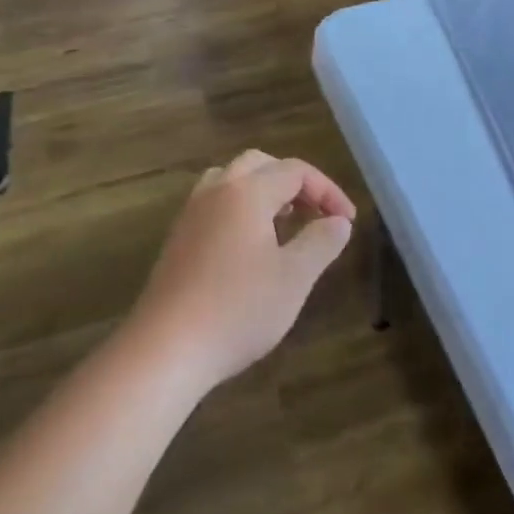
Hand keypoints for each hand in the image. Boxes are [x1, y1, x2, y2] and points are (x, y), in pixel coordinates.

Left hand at [130, 150, 355, 388]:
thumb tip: (339, 221)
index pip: (295, 171)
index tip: (347, 221)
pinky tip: (251, 248)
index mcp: (247, 192)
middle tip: (316, 213)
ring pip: (231, 180)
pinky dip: (240, 209)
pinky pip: (214, 204)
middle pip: (260, 164)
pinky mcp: (177, 240)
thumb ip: (321, 242)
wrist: (166, 349)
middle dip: (294, 183)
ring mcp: (191, 214)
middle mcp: (216, 191)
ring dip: (263, 191)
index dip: (327, 190)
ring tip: (284, 223)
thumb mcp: (294, 278)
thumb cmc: (238, 309)